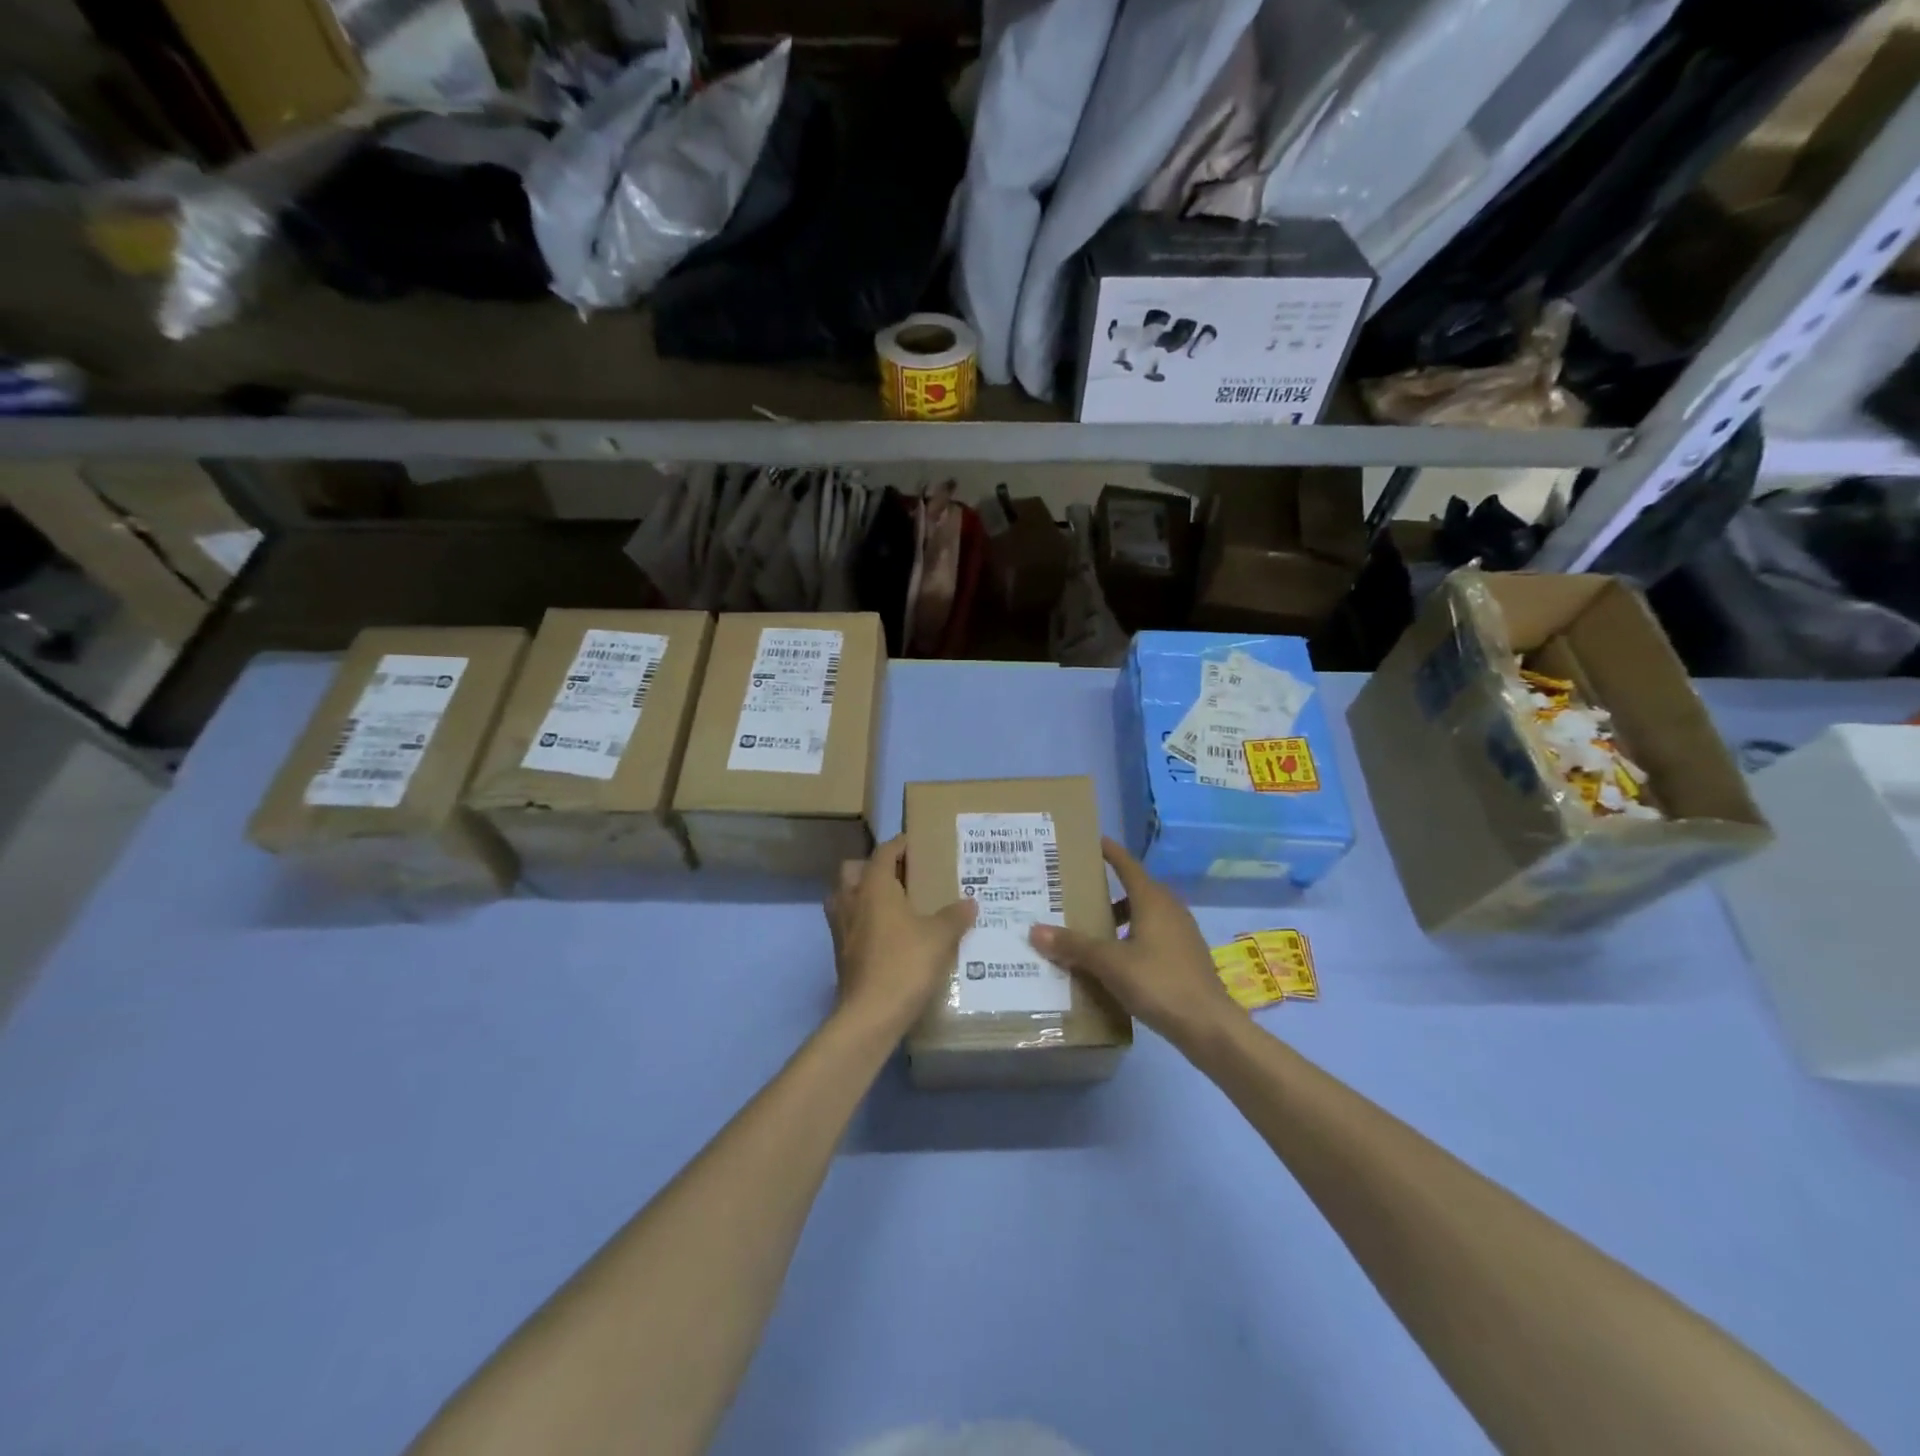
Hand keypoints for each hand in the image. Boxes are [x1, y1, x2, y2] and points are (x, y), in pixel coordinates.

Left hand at [825, 836, 976, 1035]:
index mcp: (874, 887)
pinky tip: (887, 934)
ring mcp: (841, 928)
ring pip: (844, 897)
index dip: (899, 844)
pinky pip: (848, 923)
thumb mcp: (940, 937)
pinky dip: (863, 920)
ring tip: (890, 902)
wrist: (871, 1014)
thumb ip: (955, 916)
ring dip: (862, 893)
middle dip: (872, 866)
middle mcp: (852, 901)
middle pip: (853, 870)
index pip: (883, 853)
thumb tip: (970, 902)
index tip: (914, 844)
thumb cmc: (905, 964)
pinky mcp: (840, 953)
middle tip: (899, 874)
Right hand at [1028, 838, 1236, 1046]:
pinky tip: (1116, 959)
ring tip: (1091, 928)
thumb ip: (1074, 945)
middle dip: (1108, 888)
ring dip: (1120, 917)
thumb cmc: (1159, 983)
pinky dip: (1132, 937)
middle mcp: (1170, 909)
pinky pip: (1153, 936)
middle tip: (1078, 890)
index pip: (1127, 865)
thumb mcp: (1109, 963)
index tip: (1092, 841)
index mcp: (1153, 900)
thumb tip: (1035, 930)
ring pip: (1144, 914)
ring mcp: (1181, 934)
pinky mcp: (1185, 957)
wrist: (1209, 1026)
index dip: (1110, 852)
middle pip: (1135, 889)